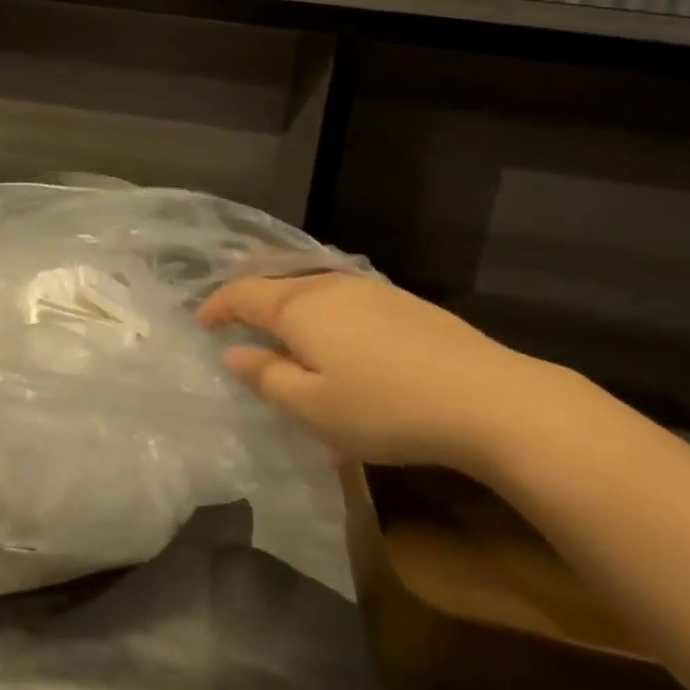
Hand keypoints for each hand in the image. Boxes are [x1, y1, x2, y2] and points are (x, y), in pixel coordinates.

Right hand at [198, 273, 572, 474]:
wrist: (487, 397)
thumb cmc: (385, 407)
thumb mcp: (313, 408)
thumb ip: (265, 378)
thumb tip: (233, 354)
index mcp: (298, 307)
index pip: (242, 294)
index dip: (217, 306)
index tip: (201, 322)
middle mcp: (327, 285)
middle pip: (275, 281)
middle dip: (249, 295)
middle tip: (232, 315)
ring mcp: (368, 288)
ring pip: (310, 286)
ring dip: (286, 302)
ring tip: (278, 324)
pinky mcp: (400, 301)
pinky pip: (341, 296)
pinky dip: (319, 308)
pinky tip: (333, 332)